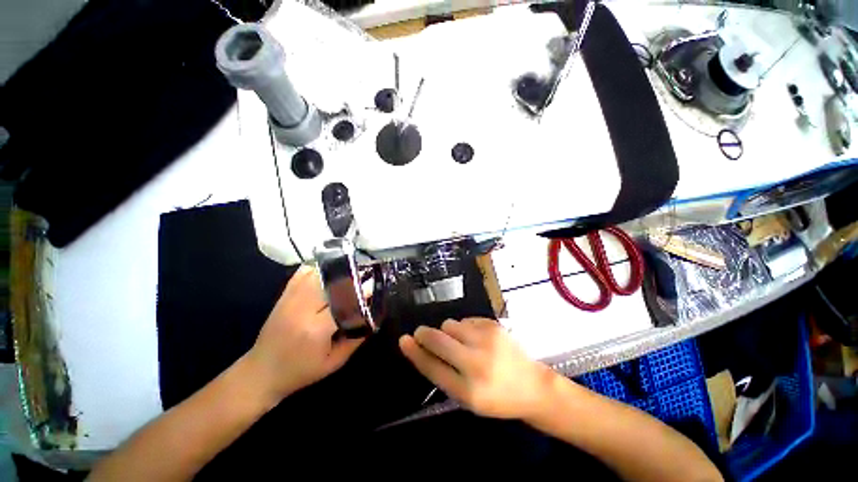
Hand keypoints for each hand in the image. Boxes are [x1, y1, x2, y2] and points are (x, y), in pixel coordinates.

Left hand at [247, 266, 364, 402]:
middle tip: (365, 275)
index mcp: (316, 329)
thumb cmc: (301, 372)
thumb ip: (355, 338)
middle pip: (331, 282)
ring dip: (336, 271)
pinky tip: (329, 269)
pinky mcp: (283, 296)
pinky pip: (302, 274)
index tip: (374, 285)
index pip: (343, 301)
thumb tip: (372, 315)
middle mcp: (302, 309)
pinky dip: (317, 269)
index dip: (361, 291)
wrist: (261, 373)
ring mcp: (290, 299)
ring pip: (317, 274)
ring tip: (351, 271)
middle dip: (351, 277)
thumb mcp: (335, 362)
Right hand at [399, 318, 558, 419]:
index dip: (415, 352)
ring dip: (447, 332)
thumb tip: (422, 348)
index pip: (433, 367)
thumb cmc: (497, 397)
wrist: (532, 386)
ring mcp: (487, 341)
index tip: (403, 340)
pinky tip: (474, 338)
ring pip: (450, 325)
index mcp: (469, 390)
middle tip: (421, 333)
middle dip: (424, 334)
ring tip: (459, 343)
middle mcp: (477, 363)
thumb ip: (444, 374)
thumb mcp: (468, 398)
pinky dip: (463, 328)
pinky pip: (465, 320)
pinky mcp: (494, 326)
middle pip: (438, 339)